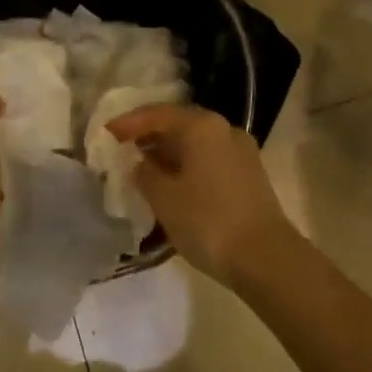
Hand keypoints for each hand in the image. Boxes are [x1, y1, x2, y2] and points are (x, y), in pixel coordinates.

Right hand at [106, 104, 296, 285]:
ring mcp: (241, 151)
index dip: (129, 122)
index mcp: (202, 126)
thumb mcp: (164, 198)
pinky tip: (173, 183)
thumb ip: (145, 173)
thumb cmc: (208, 221)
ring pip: (196, 142)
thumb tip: (140, 162)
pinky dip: (187, 164)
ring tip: (143, 168)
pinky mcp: (249, 173)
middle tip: (123, 148)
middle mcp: (224, 129)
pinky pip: (209, 158)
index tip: (106, 133)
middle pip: (179, 124)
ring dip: (169, 151)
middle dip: (149, 135)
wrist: (266, 257)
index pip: (157, 114)